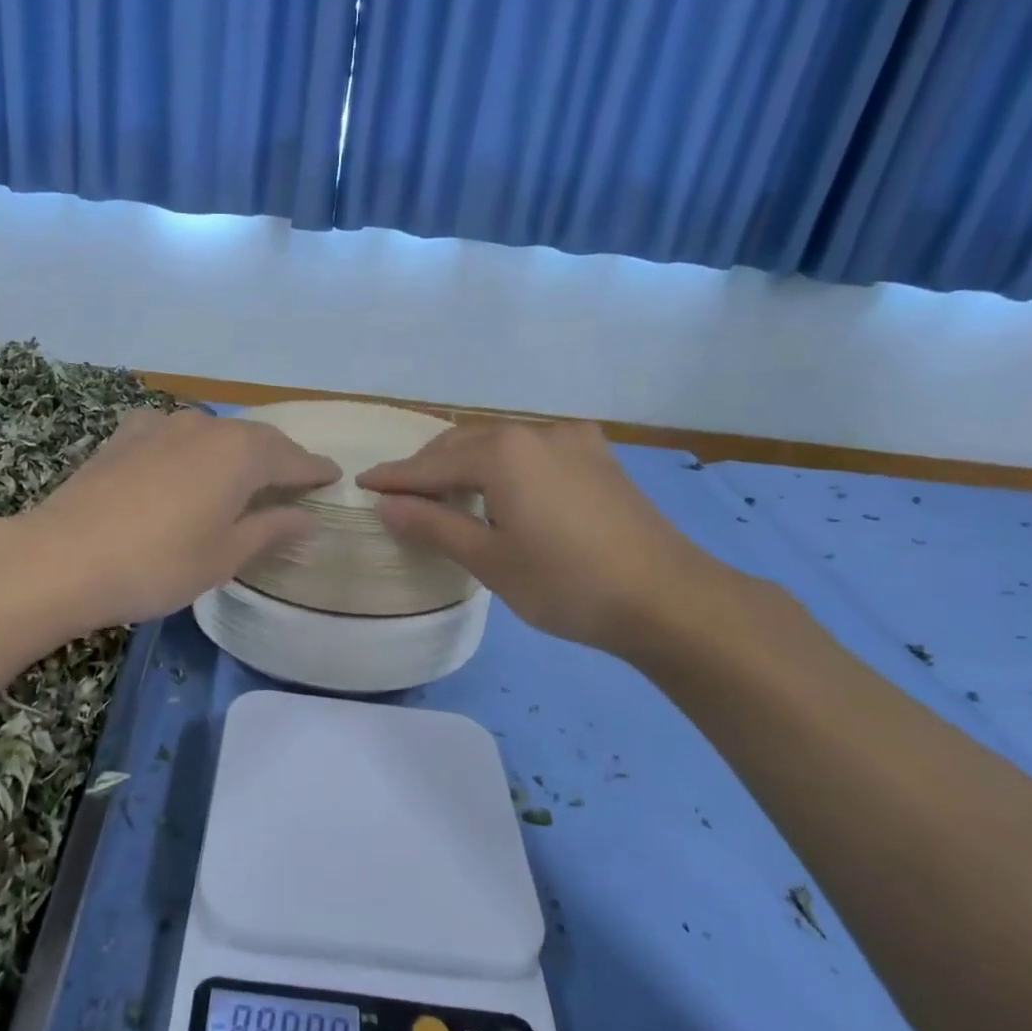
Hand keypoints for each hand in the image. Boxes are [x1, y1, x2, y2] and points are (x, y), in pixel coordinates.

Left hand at [25, 408, 340, 629]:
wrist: (62, 558)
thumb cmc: (158, 564)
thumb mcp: (225, 555)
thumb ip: (271, 529)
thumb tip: (308, 517)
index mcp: (240, 453)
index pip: (291, 457)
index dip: (314, 470)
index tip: (333, 477)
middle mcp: (205, 427)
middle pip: (255, 439)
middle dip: (278, 458)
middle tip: (295, 479)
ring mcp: (159, 425)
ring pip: (213, 433)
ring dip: (235, 451)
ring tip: (243, 474)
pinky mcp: (124, 436)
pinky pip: (173, 434)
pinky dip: (193, 448)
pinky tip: (184, 462)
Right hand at [357, 420, 722, 655]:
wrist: (668, 598)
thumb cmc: (567, 584)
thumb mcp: (490, 561)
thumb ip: (434, 526)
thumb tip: (387, 505)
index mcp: (504, 453)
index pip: (432, 465)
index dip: (395, 478)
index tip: (363, 484)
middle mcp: (535, 432)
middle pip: (464, 444)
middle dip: (428, 467)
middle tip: (399, 495)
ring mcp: (572, 440)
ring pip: (500, 444)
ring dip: (466, 464)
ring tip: (443, 494)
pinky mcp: (597, 456)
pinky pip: (532, 450)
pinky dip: (503, 465)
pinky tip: (500, 489)